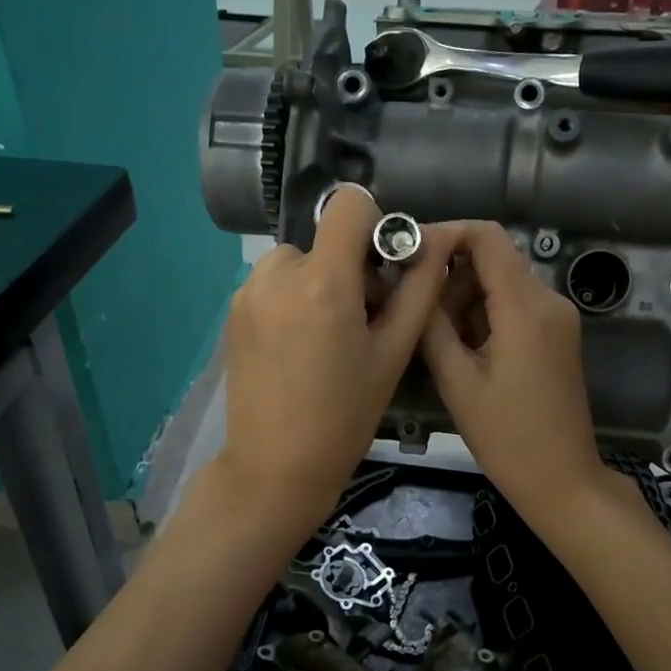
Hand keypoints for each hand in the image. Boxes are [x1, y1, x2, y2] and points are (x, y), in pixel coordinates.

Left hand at [217, 187, 459, 541]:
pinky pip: (273, 283)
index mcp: (323, 283)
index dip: (375, 224)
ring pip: (297, 261)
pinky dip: (292, 298)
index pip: (349, 203)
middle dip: (350, 267)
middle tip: (363, 321)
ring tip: (328, 336)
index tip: (383, 268)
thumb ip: (418, 290)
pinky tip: (299, 347)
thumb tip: (436, 242)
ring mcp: (248, 293)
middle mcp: (277, 275)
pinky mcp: (233, 312)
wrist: (275, 467)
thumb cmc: (345, 417)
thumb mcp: (393, 355)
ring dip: (319, 282)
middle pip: (326, 239)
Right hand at [419, 222, 614, 527]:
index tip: (409, 254)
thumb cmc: (506, 436)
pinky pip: (515, 306)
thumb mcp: (457, 381)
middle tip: (415, 310)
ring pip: (502, 283)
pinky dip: (485, 316)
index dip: (446, 233)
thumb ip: (433, 324)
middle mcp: (549, 300)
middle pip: (494, 259)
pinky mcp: (557, 336)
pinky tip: (463, 350)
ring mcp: (558, 319)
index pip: (487, 236)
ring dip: (465, 299)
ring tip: (436, 339)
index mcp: (526, 307)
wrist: (561, 479)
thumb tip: (415, 282)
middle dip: (450, 275)